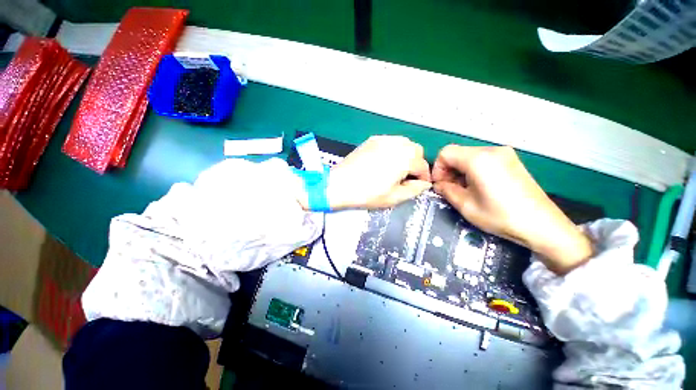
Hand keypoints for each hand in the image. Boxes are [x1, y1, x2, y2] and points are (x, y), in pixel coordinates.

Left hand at [322, 136, 430, 209]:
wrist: (340, 184)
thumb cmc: (367, 194)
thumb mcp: (394, 197)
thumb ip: (414, 190)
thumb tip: (424, 184)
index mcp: (404, 159)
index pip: (423, 165)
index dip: (424, 177)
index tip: (420, 185)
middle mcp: (396, 145)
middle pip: (416, 150)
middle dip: (417, 163)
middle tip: (408, 177)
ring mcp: (383, 140)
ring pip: (404, 143)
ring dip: (406, 155)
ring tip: (397, 169)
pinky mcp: (372, 140)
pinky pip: (390, 141)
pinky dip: (394, 149)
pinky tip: (386, 161)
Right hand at [432, 145, 592, 274]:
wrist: (543, 225)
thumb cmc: (501, 216)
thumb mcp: (466, 205)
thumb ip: (446, 190)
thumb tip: (439, 184)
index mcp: (479, 159)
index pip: (446, 152)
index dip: (437, 168)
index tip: (439, 185)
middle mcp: (492, 150)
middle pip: (458, 153)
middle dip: (448, 170)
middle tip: (449, 189)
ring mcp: (504, 154)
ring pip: (469, 156)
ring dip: (460, 171)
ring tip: (464, 190)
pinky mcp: (511, 160)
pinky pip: (483, 159)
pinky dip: (473, 170)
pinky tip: (478, 186)